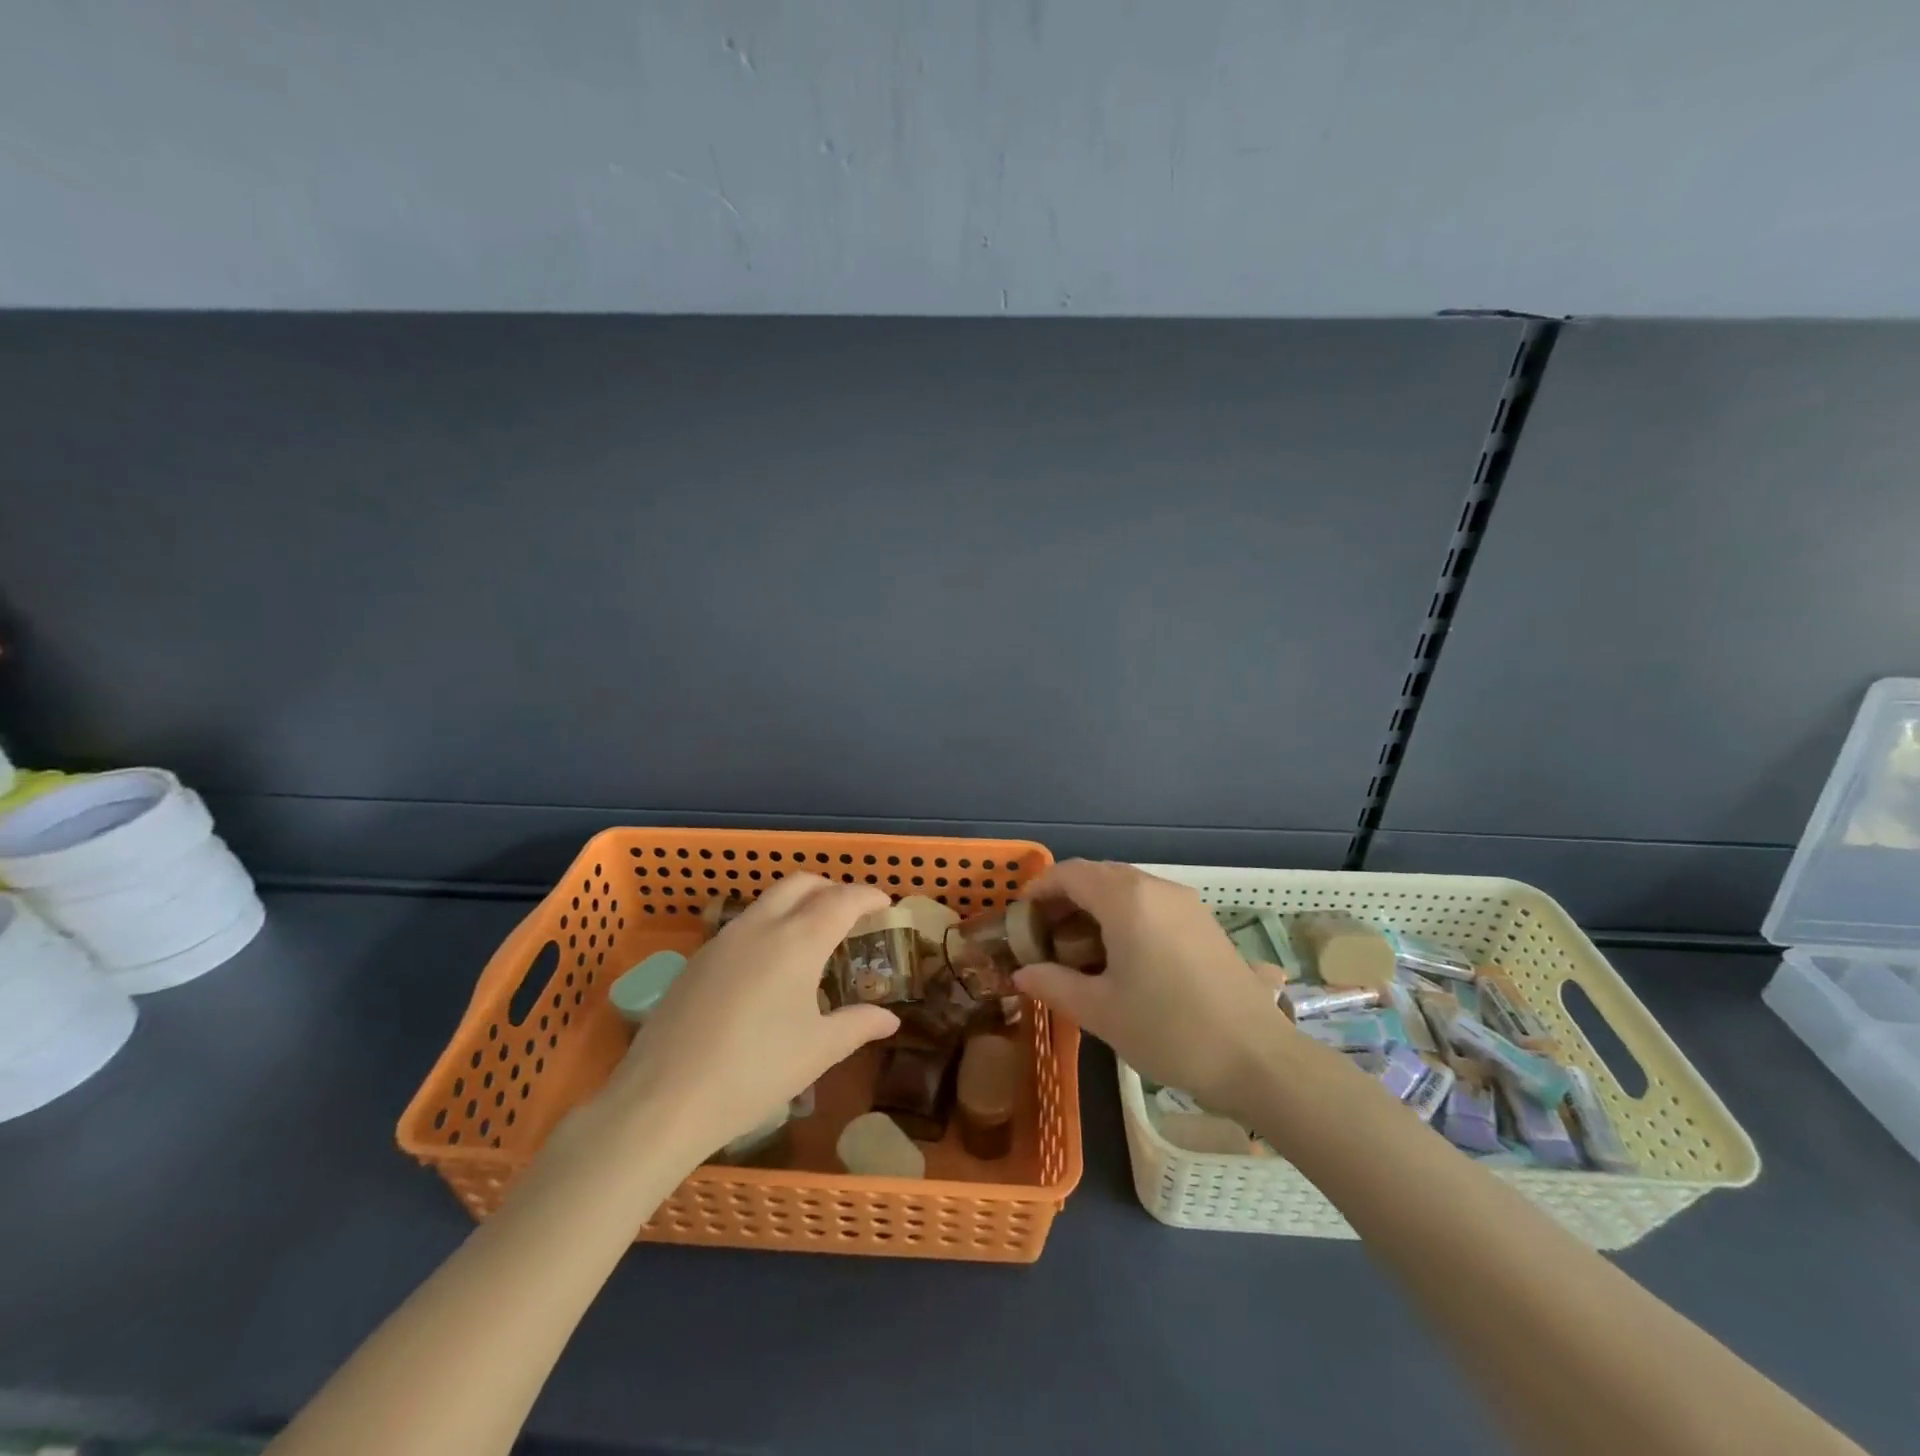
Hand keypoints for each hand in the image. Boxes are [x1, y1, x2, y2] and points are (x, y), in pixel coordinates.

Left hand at [599, 874, 899, 1162]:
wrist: (663, 1100)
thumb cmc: (755, 1072)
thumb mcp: (818, 1051)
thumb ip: (858, 1025)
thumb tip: (890, 1020)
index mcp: (798, 940)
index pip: (843, 900)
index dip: (868, 897)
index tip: (885, 904)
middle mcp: (761, 925)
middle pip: (802, 884)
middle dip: (831, 889)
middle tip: (851, 913)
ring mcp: (723, 939)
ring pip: (768, 900)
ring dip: (797, 903)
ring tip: (813, 938)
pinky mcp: (697, 959)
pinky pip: (744, 925)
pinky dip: (769, 925)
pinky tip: (769, 968)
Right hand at [1013, 860, 1288, 1116]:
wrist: (1256, 1059)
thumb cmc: (1169, 1030)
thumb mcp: (1100, 1011)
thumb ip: (1053, 985)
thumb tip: (1021, 974)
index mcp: (1126, 899)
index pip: (1071, 874)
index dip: (1040, 888)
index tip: (1020, 914)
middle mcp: (1156, 888)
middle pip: (1099, 875)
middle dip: (1066, 896)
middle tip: (1044, 933)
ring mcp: (1185, 903)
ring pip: (1127, 887)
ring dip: (1096, 905)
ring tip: (1079, 946)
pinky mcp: (1203, 921)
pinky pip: (1151, 902)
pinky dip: (1125, 914)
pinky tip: (1121, 954)